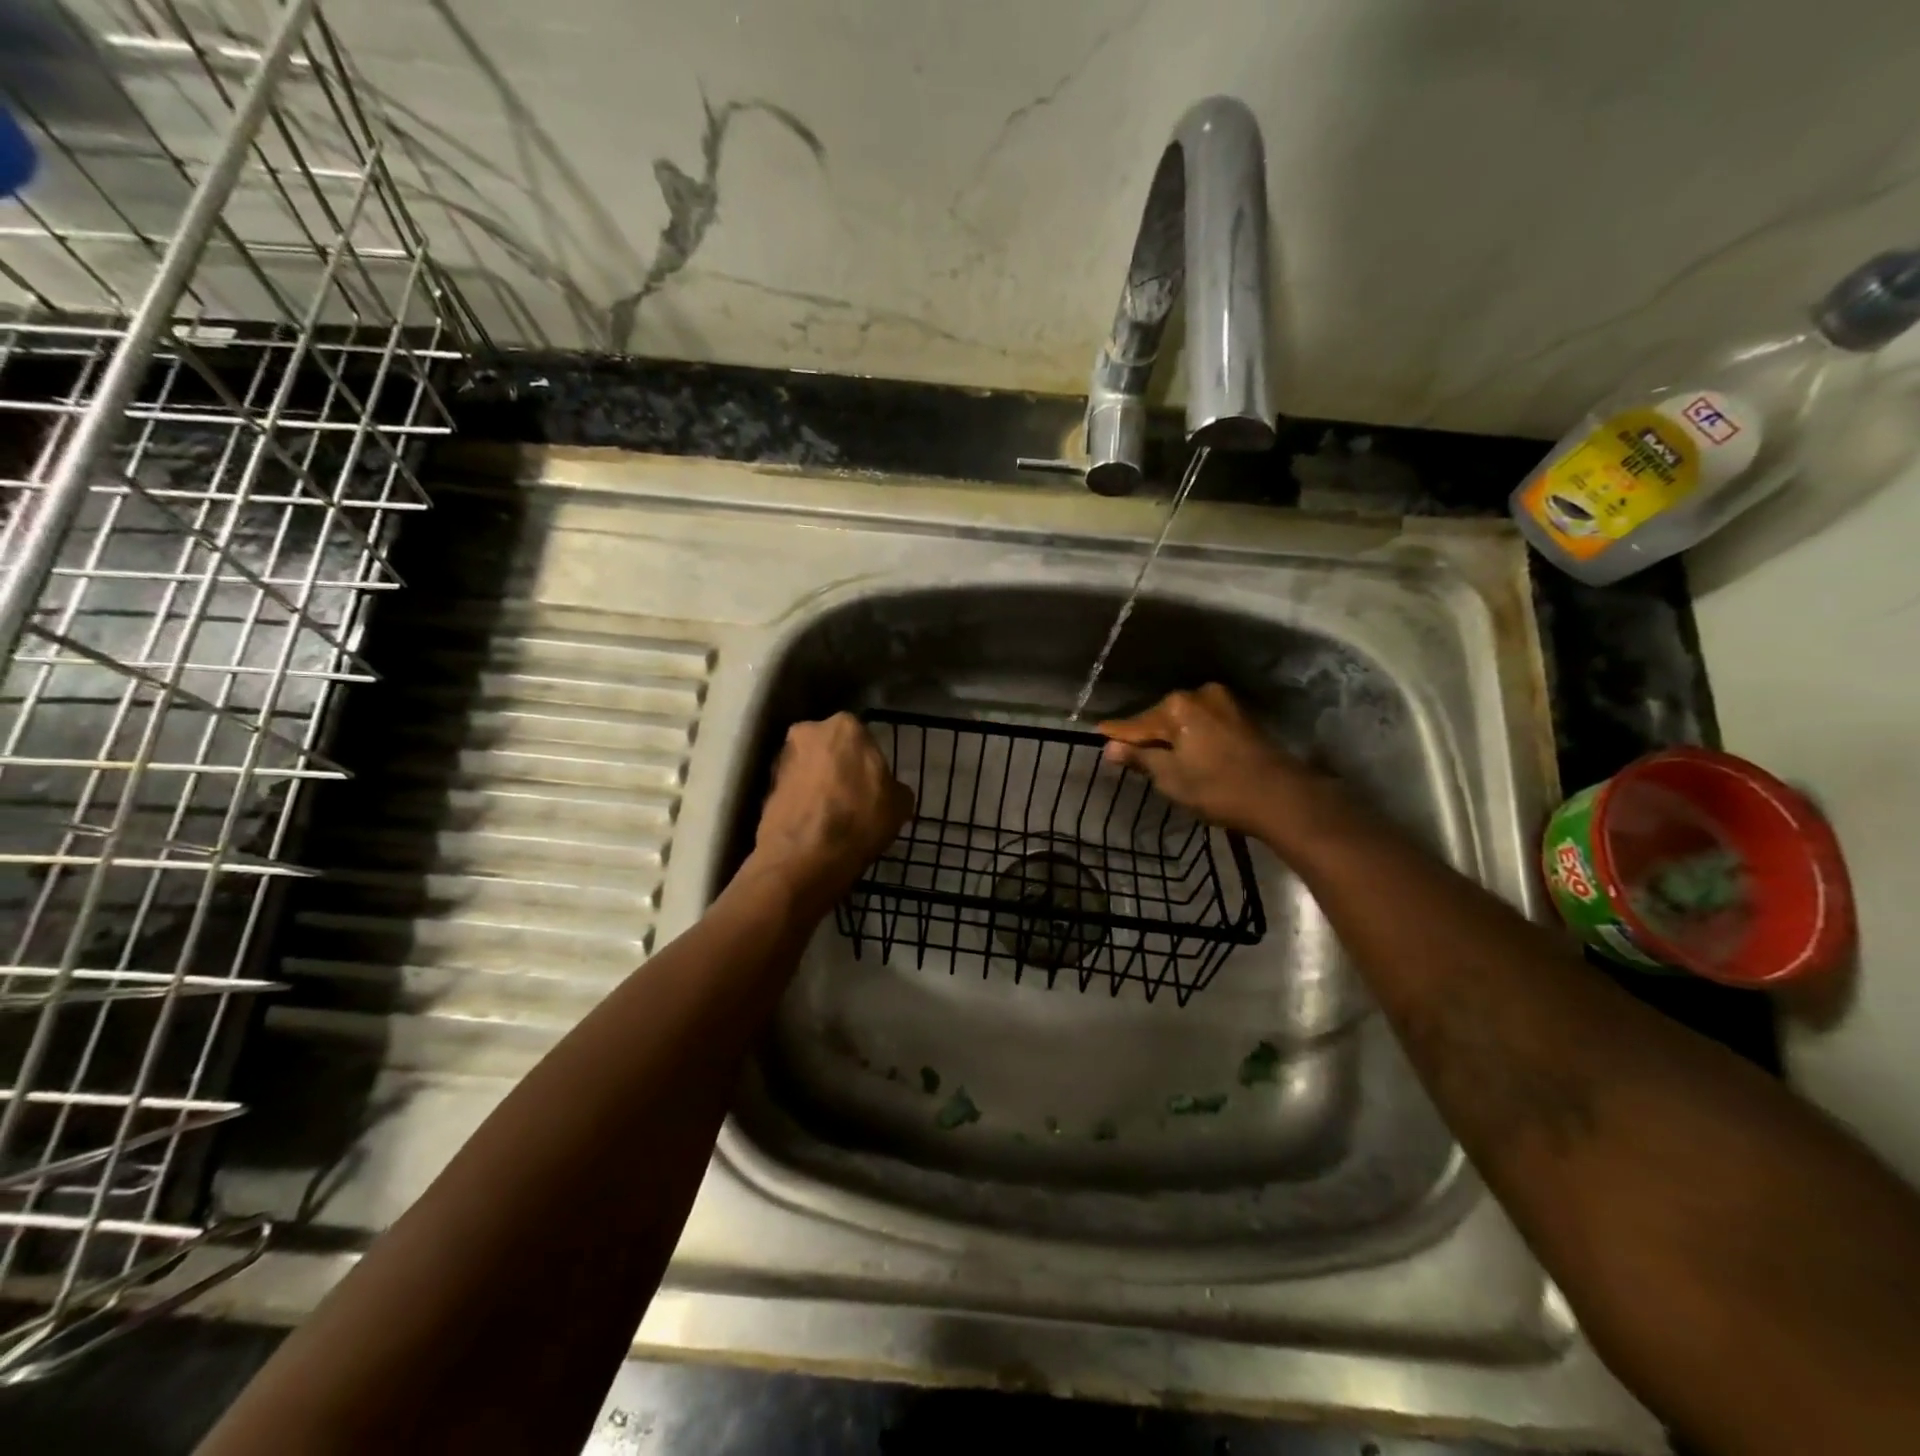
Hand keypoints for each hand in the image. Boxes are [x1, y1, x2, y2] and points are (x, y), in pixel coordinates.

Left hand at [748, 713, 913, 908]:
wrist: (804, 858)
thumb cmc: (859, 820)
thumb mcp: (899, 805)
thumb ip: (895, 787)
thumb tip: (890, 790)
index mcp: (845, 726)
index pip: (863, 738)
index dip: (869, 763)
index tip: (873, 785)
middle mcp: (808, 731)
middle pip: (830, 748)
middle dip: (839, 767)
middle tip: (852, 797)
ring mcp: (781, 758)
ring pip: (808, 768)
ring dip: (818, 784)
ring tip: (831, 815)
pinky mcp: (764, 787)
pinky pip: (792, 790)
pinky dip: (801, 802)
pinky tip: (813, 825)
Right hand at [1098, 684, 1319, 839]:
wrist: (1281, 796)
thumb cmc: (1217, 788)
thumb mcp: (1170, 777)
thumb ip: (1140, 758)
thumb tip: (1110, 747)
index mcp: (1176, 706)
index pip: (1135, 723)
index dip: (1117, 735)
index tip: (1098, 735)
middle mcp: (1198, 694)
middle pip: (1160, 718)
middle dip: (1148, 736)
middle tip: (1133, 758)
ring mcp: (1224, 703)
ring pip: (1184, 720)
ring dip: (1172, 737)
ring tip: (1162, 760)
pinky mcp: (1242, 716)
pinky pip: (1204, 724)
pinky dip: (1193, 737)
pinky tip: (1190, 755)